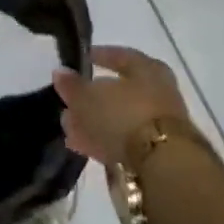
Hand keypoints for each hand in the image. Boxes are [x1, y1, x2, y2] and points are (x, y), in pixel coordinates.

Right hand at [53, 45, 191, 166]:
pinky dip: (104, 141)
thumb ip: (73, 86)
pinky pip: (124, 141)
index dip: (101, 56)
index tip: (83, 59)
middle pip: (120, 91)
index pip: (121, 55)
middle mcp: (158, 92)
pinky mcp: (157, 155)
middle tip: (70, 102)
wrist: (164, 168)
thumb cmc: (126, 116)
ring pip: (120, 118)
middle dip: (93, 97)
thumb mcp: (90, 97)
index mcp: (147, 68)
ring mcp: (159, 125)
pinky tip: (82, 146)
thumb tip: (60, 72)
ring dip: (95, 122)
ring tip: (69, 128)